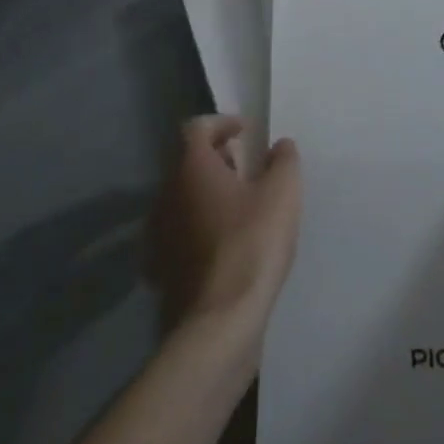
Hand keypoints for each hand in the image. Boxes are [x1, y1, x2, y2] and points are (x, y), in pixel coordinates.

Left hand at [149, 116, 301, 339]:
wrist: (220, 320)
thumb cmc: (253, 242)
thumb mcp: (283, 192)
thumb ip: (284, 160)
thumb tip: (279, 146)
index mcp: (191, 168)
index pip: (197, 128)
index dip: (221, 123)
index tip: (244, 130)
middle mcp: (166, 194)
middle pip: (187, 162)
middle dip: (217, 158)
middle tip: (246, 166)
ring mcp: (159, 233)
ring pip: (182, 197)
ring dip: (208, 192)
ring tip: (241, 204)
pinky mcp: (161, 267)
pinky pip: (180, 231)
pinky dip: (200, 225)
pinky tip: (225, 241)